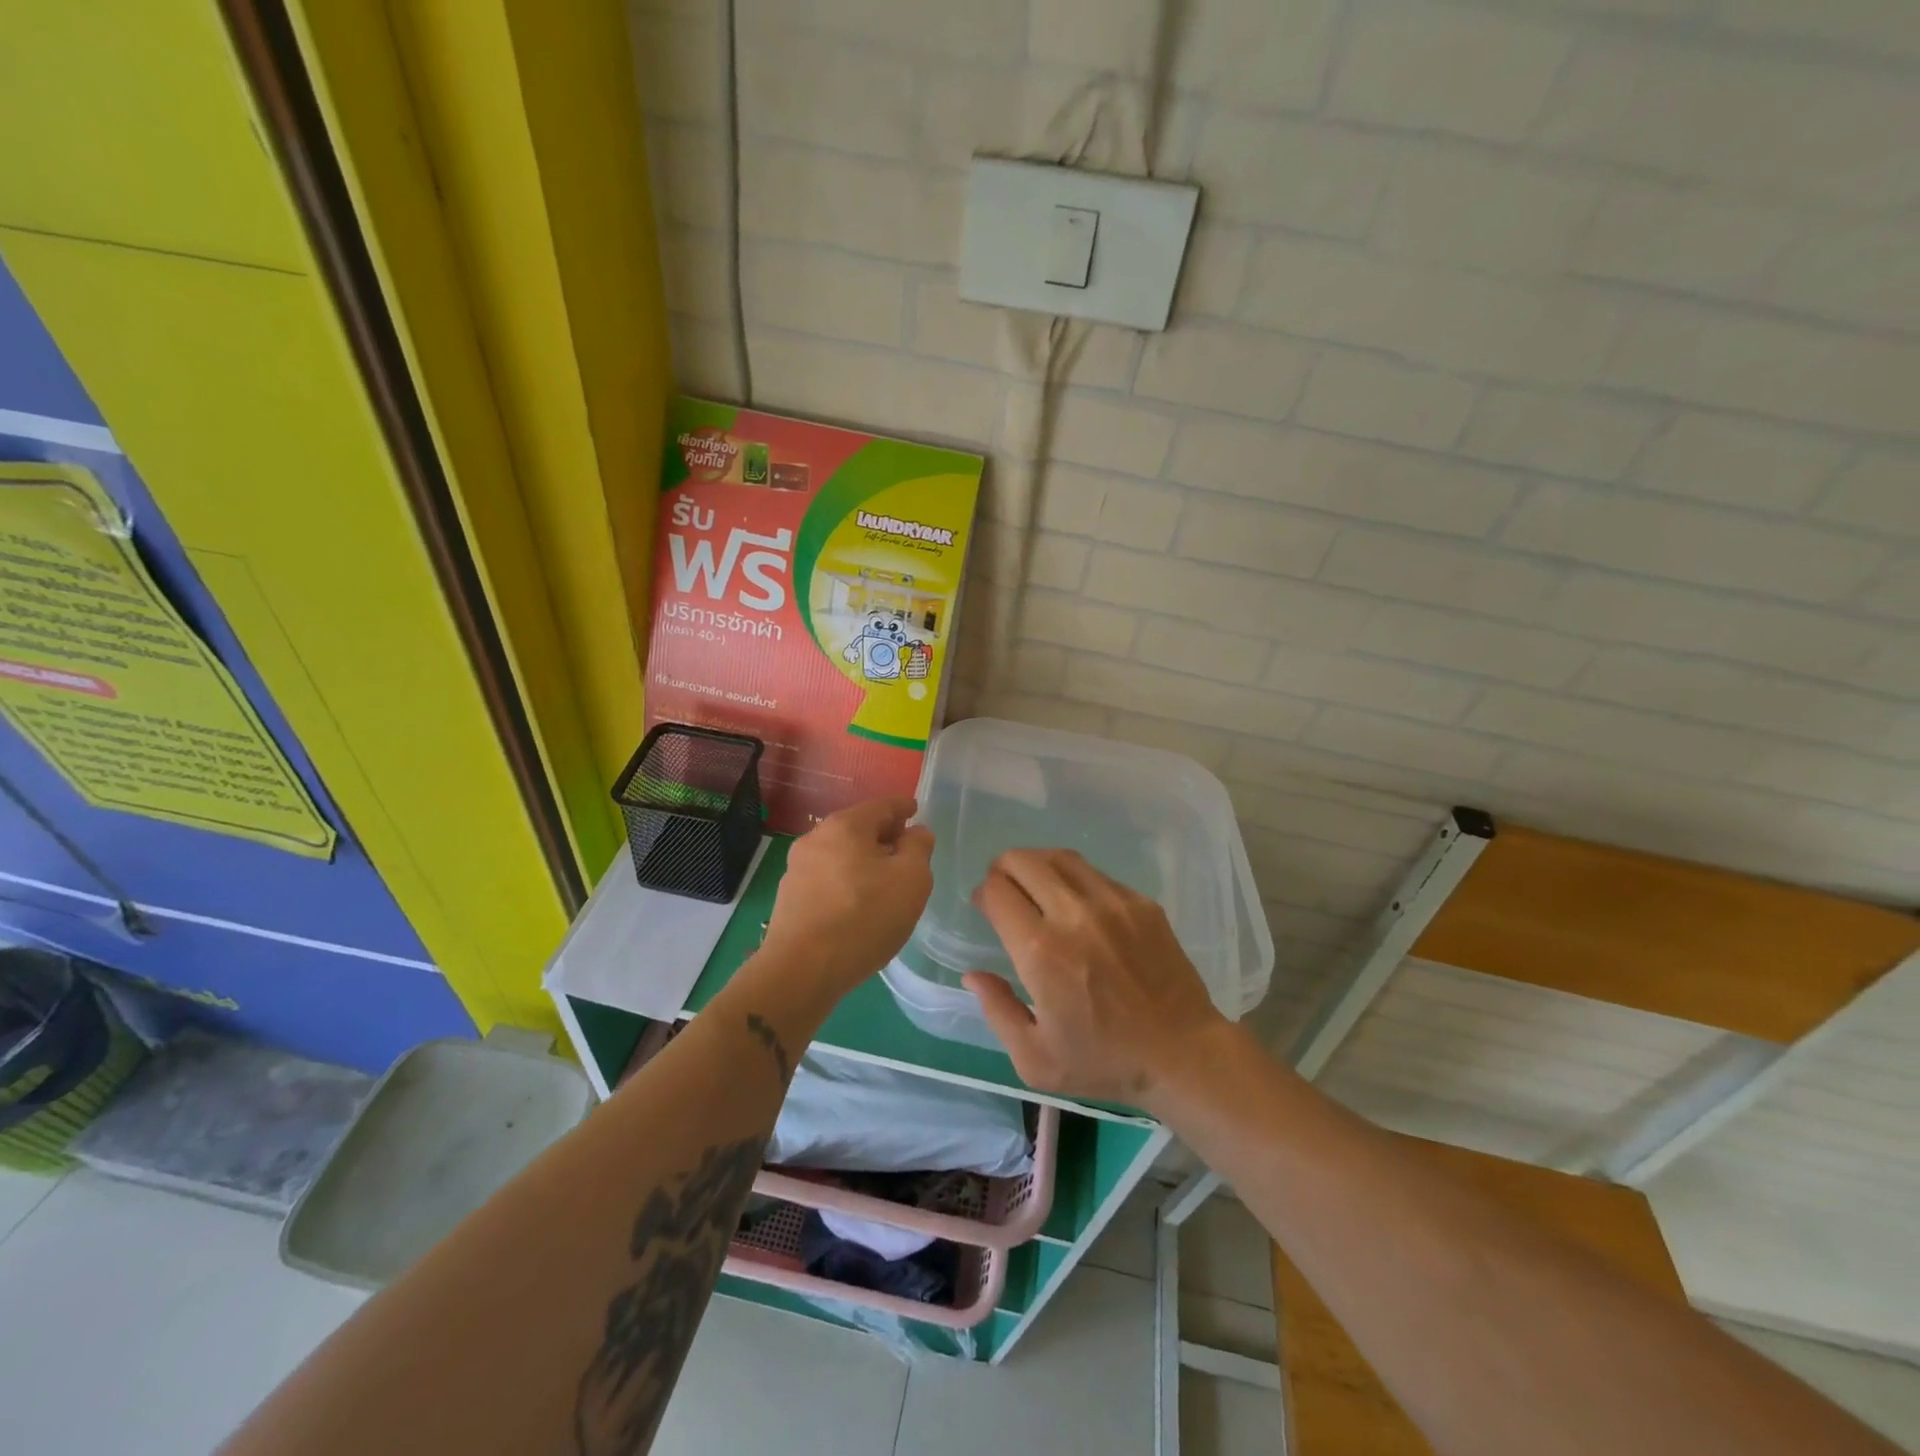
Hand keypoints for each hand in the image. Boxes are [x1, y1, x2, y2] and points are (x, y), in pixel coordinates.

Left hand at [762, 796, 933, 998]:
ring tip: (885, 880)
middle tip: (906, 849)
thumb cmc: (864, 917)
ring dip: (864, 859)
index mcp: (846, 825)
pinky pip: (827, 877)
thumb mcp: (911, 880)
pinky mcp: (790, 897)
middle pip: (858, 827)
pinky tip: (858, 902)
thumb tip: (916, 833)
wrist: (802, 971)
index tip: (915, 811)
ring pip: (841, 853)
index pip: (882, 805)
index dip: (903, 807)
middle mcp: (816, 838)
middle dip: (884, 834)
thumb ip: (918, 849)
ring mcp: (798, 868)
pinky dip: (847, 879)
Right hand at [963, 849, 1230, 1103]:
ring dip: (1037, 866)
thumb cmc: (1104, 1062)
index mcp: (1041, 951)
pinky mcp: (1141, 902)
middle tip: (1005, 891)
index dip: (983, 894)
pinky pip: (1095, 874)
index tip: (985, 908)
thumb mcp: (1034, 1059)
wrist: (1183, 1054)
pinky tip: (1078, 905)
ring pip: (1059, 857)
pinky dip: (1074, 879)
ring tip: (1036, 887)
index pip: (996, 891)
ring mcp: (1112, 902)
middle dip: (1003, 870)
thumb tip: (972, 973)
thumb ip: (996, 1010)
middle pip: (1022, 861)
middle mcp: (1074, 915)